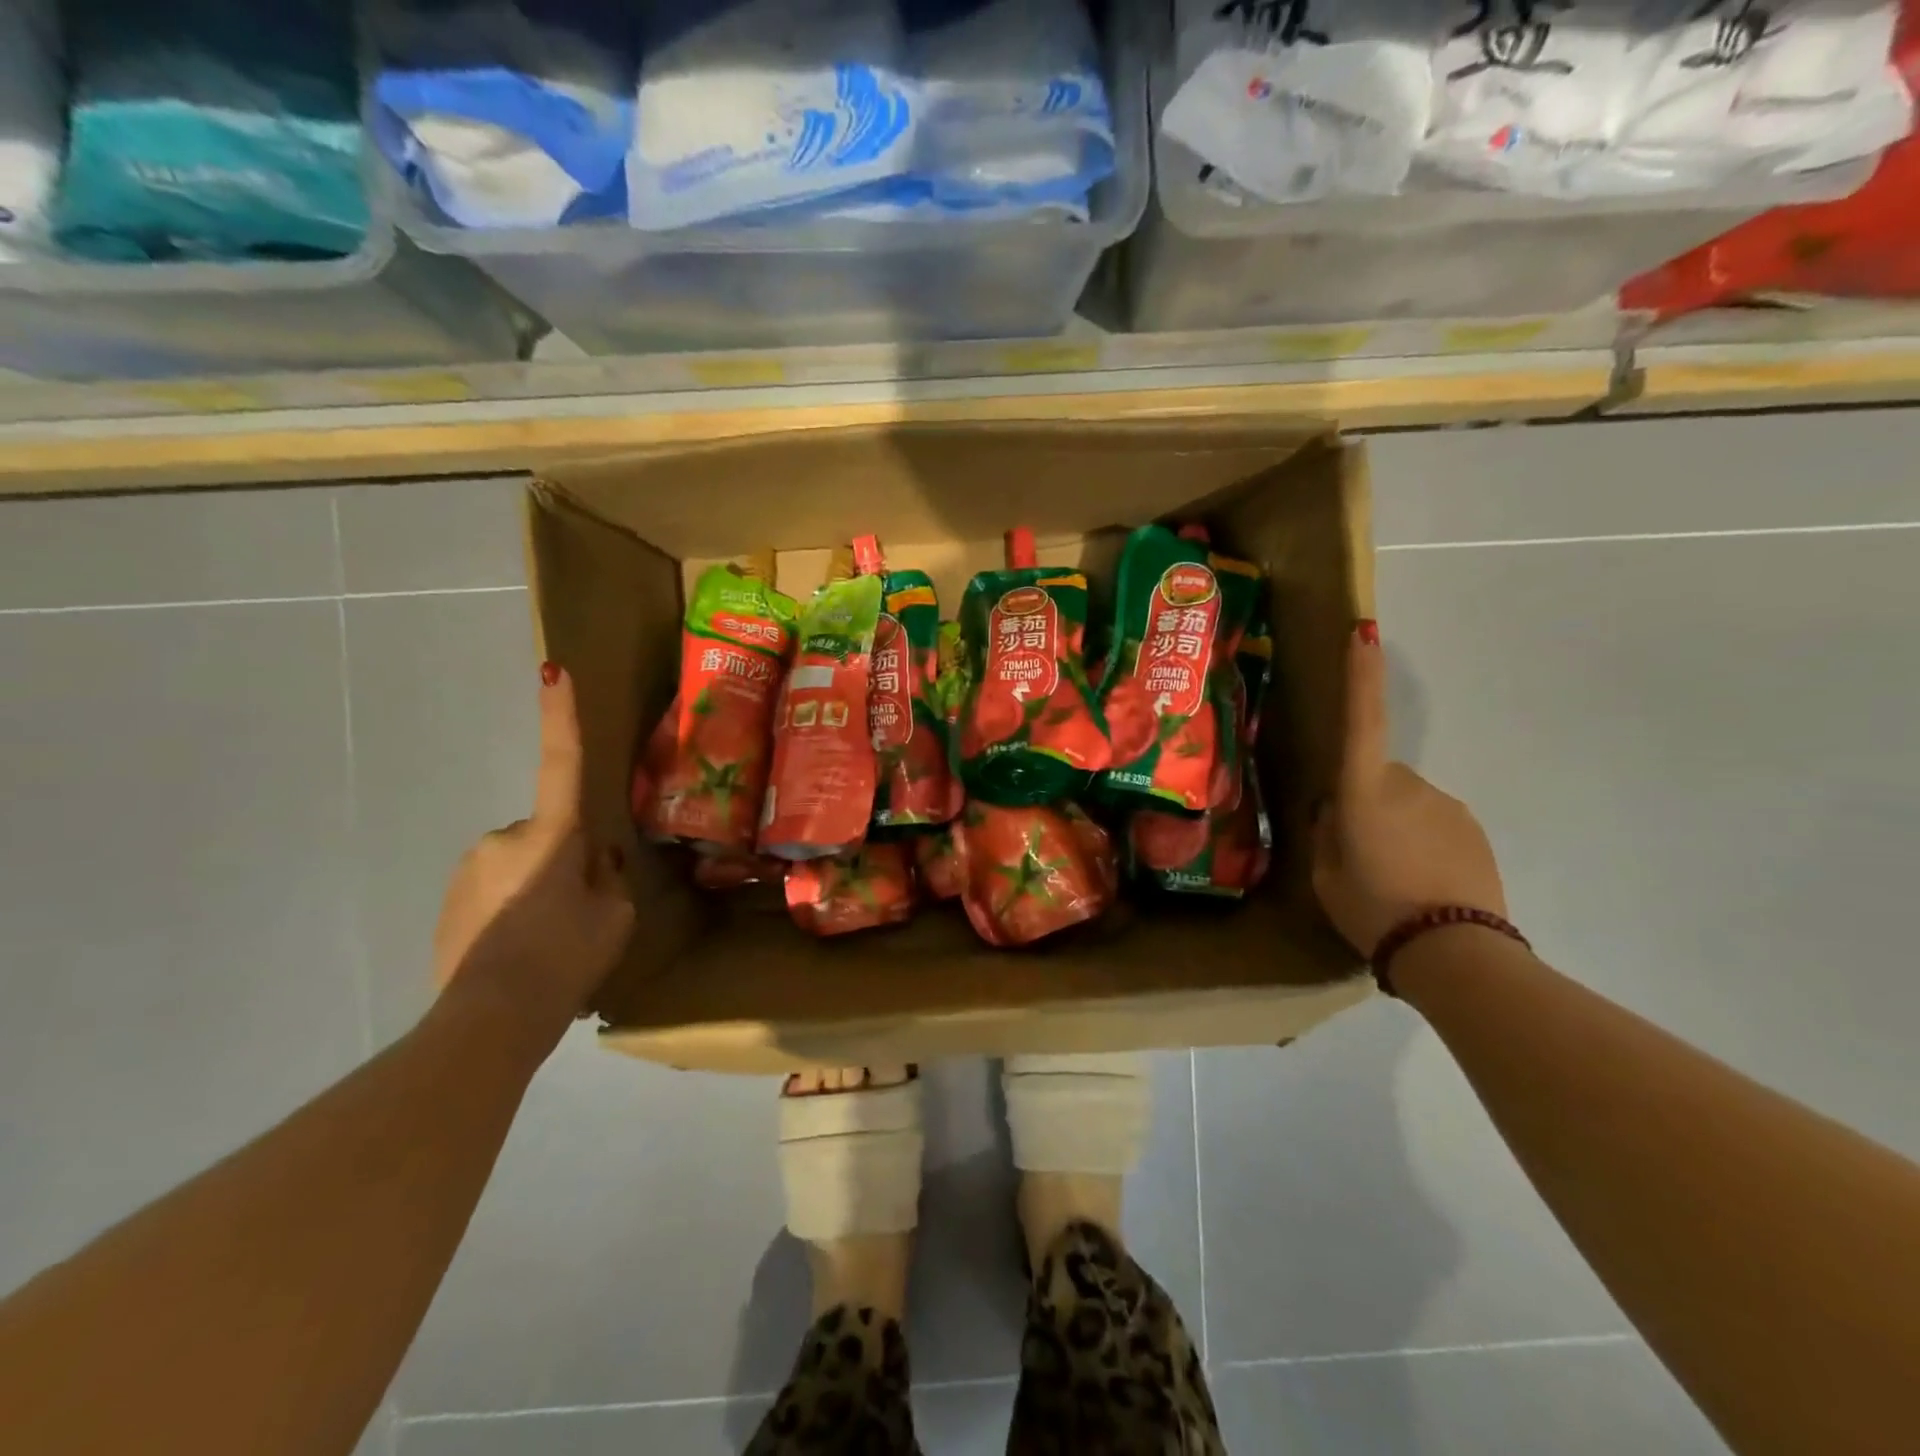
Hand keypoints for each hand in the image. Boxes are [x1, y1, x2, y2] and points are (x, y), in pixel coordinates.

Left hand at [432, 664, 633, 1044]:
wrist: (489, 1021)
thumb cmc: (565, 957)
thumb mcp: (614, 916)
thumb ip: (608, 876)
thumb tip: (594, 859)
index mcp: (551, 835)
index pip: (562, 764)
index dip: (560, 715)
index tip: (552, 667)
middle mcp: (502, 839)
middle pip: (547, 836)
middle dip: (562, 861)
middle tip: (577, 912)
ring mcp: (467, 872)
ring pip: (518, 866)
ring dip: (535, 890)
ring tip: (546, 943)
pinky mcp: (445, 905)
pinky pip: (492, 893)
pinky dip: (509, 913)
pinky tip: (518, 954)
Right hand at [1313, 624, 1506, 956]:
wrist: (1455, 953)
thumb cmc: (1372, 908)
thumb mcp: (1325, 875)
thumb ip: (1326, 834)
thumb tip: (1334, 811)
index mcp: (1364, 791)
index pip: (1362, 721)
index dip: (1361, 676)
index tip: (1365, 631)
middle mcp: (1409, 785)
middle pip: (1377, 777)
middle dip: (1366, 802)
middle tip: (1357, 854)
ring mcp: (1447, 806)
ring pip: (1406, 803)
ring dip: (1395, 827)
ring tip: (1392, 879)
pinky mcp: (1474, 830)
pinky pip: (1434, 824)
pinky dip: (1422, 845)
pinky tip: (1420, 884)